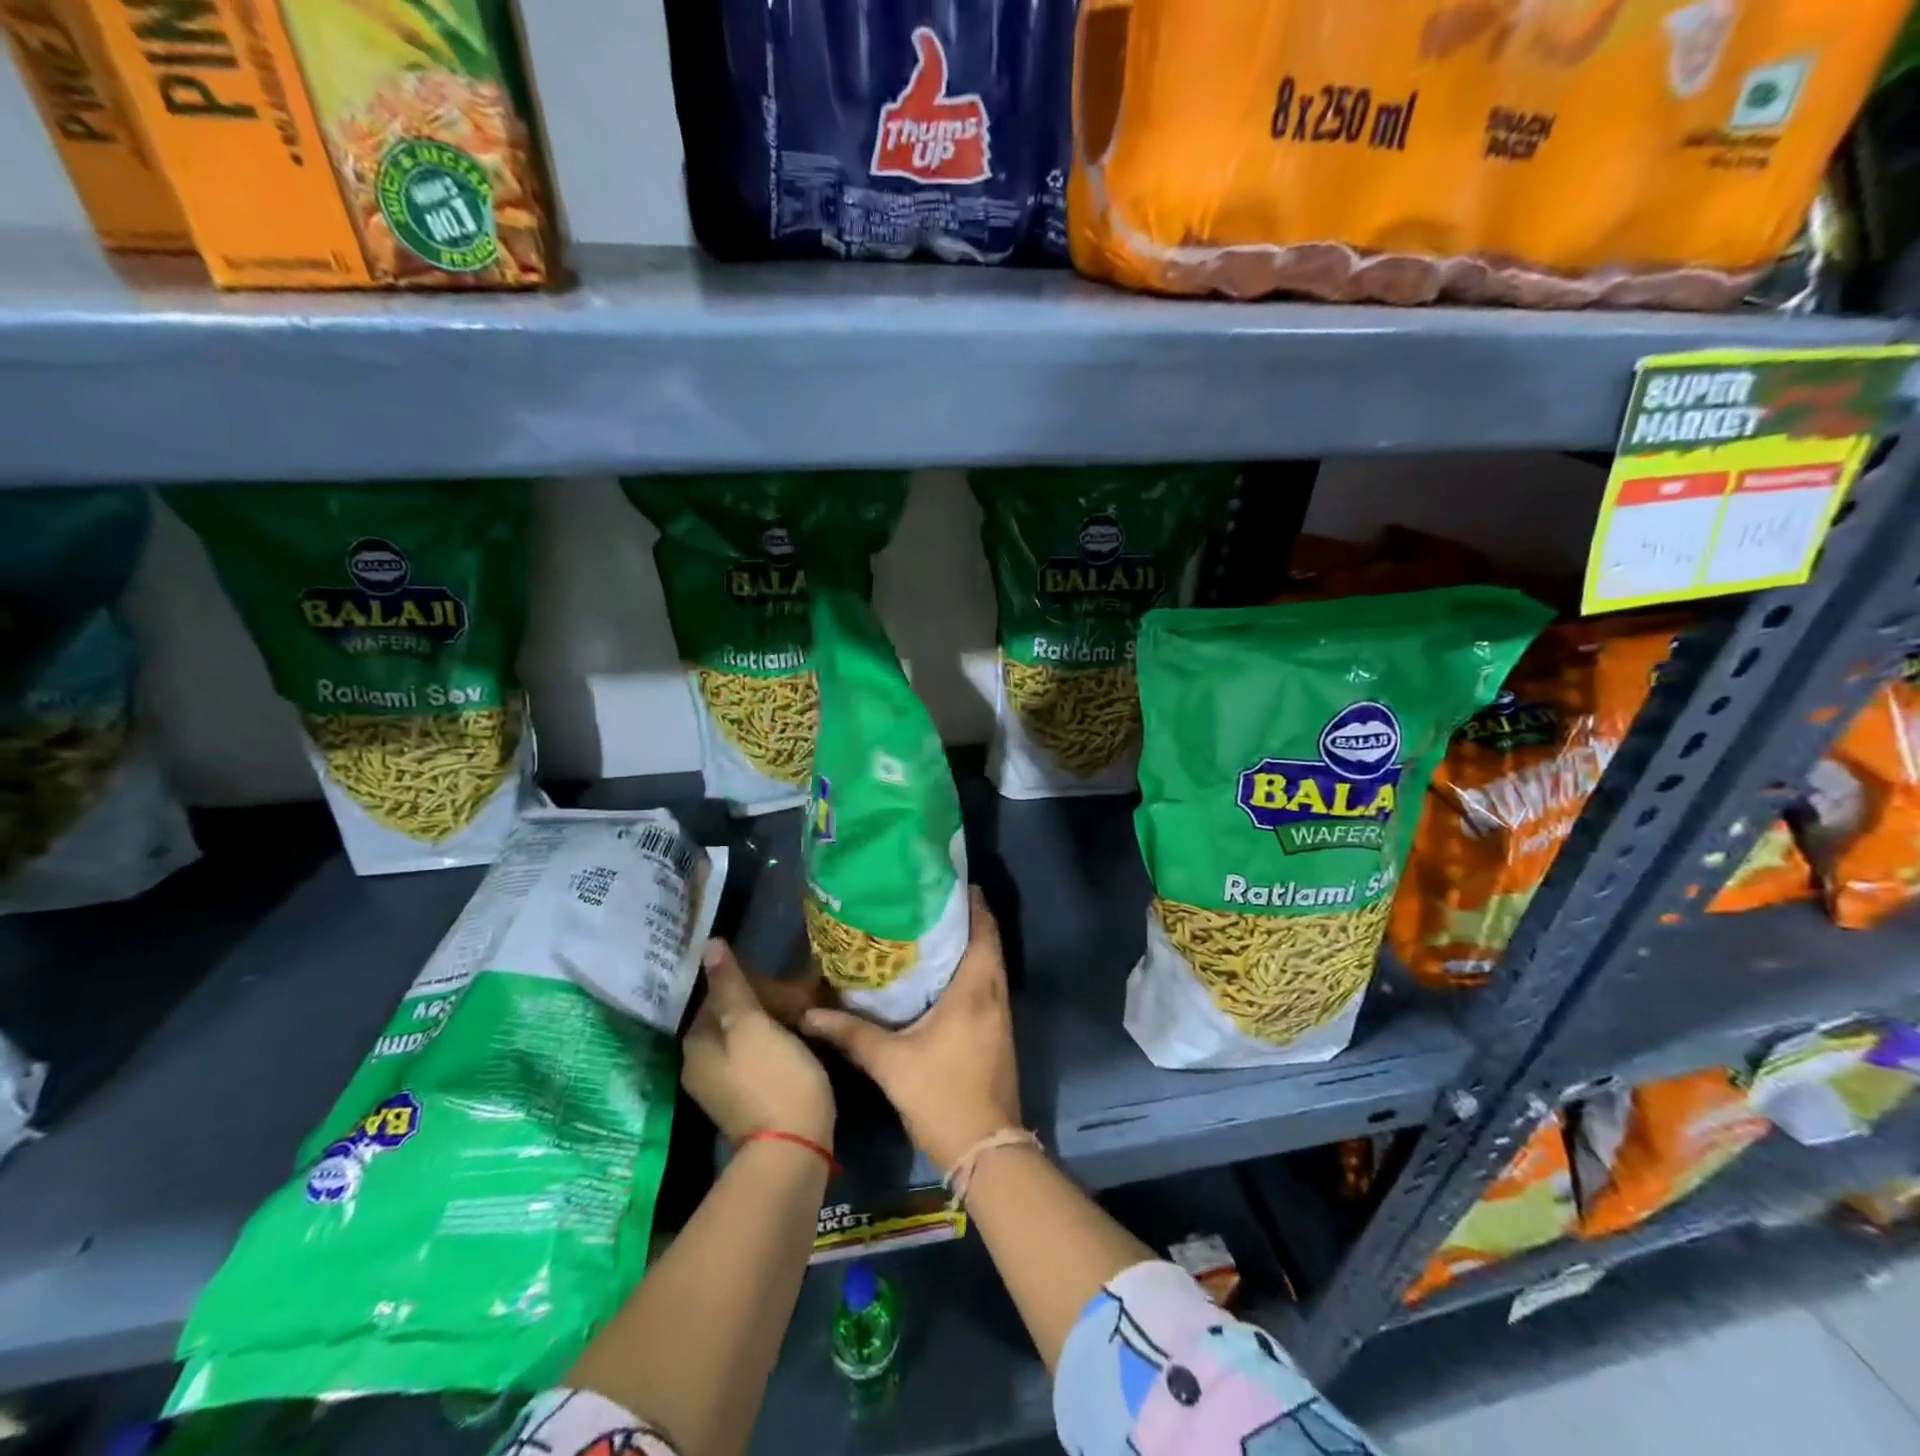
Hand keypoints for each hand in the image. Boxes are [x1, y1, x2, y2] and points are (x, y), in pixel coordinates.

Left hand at [682, 939, 834, 1148]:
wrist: (794, 1149)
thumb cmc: (774, 1078)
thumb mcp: (753, 1025)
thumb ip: (732, 985)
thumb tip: (710, 945)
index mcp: (697, 1043)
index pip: (719, 994)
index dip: (754, 982)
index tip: (787, 983)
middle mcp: (701, 1063)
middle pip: (733, 1015)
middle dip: (769, 1002)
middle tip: (805, 999)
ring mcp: (723, 1085)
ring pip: (749, 1035)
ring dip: (777, 1021)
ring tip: (810, 1015)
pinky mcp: (746, 1099)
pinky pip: (759, 1056)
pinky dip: (778, 1043)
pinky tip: (803, 1040)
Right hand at [802, 887, 1020, 1170]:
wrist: (986, 1149)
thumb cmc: (942, 1096)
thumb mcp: (891, 1063)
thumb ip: (851, 1034)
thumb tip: (807, 1014)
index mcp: (977, 988)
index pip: (984, 929)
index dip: (971, 901)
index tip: (945, 880)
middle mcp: (994, 993)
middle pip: (987, 941)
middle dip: (963, 918)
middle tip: (926, 901)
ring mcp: (1000, 1013)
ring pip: (988, 963)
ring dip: (967, 944)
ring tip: (927, 929)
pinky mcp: (997, 1031)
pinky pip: (986, 985)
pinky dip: (968, 969)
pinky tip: (937, 975)